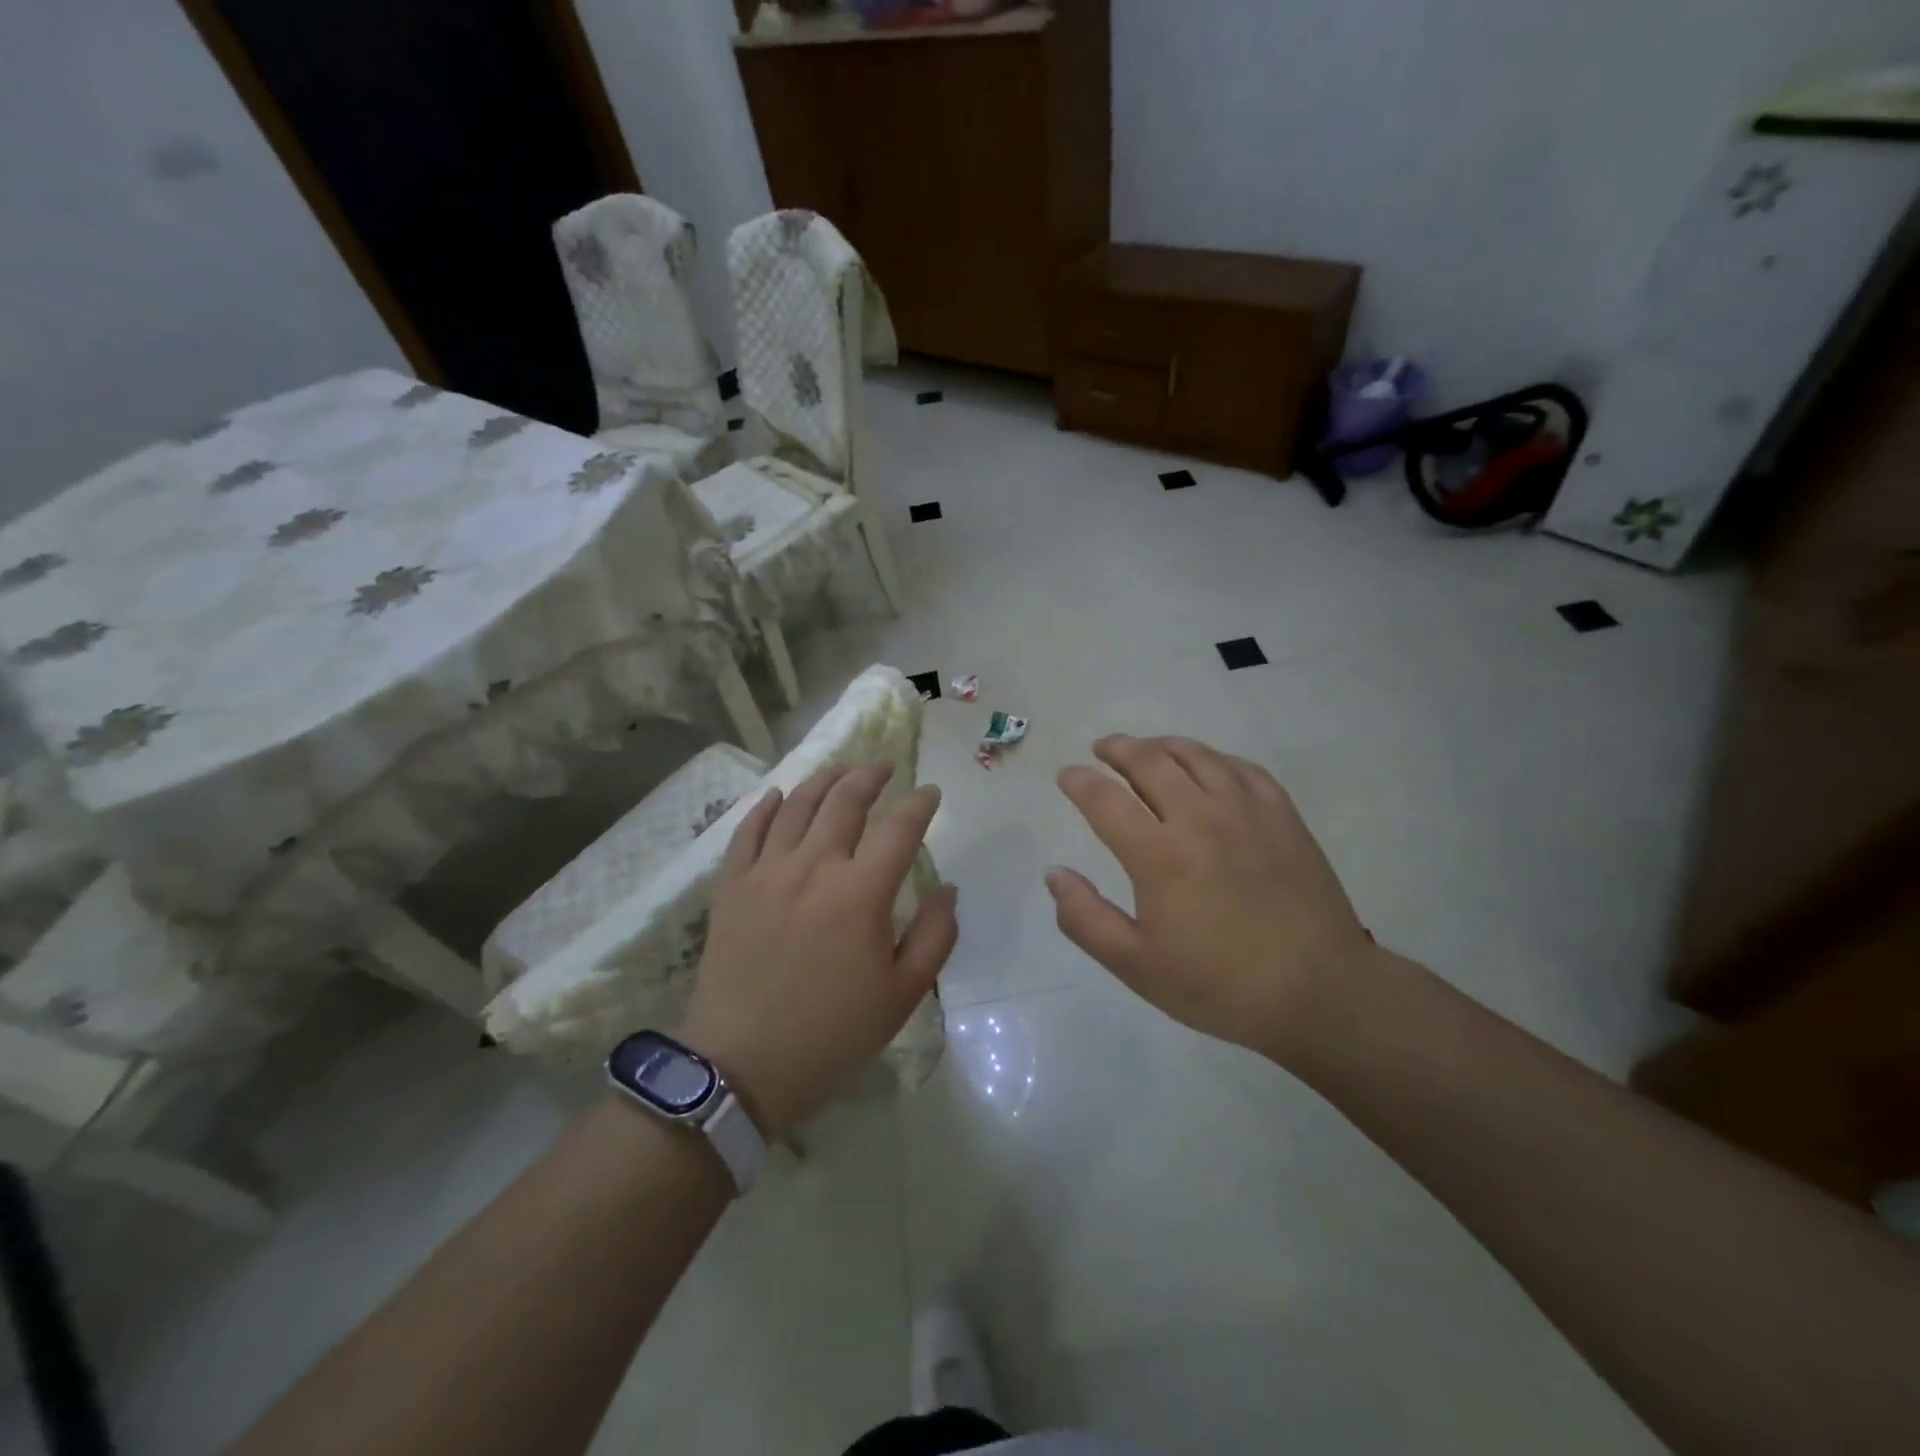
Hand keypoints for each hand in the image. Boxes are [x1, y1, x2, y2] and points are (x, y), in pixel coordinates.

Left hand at [679, 765, 956, 1137]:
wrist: (742, 1065)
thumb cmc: (833, 1033)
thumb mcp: (904, 994)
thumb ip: (936, 935)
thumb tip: (947, 888)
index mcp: (862, 892)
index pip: (899, 828)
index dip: (920, 804)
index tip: (930, 793)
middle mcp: (814, 866)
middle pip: (845, 801)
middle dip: (870, 777)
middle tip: (883, 768)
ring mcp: (767, 871)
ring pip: (797, 805)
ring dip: (823, 780)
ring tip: (840, 770)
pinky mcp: (731, 885)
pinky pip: (748, 830)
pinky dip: (766, 806)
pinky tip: (779, 795)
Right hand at [1047, 735, 1376, 1067]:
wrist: (1319, 991)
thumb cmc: (1220, 985)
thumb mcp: (1137, 966)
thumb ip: (1086, 919)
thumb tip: (1054, 874)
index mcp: (1159, 855)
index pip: (1105, 799)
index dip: (1079, 782)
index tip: (1066, 775)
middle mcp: (1199, 818)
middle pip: (1149, 761)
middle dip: (1117, 749)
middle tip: (1102, 748)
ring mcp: (1246, 811)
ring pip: (1196, 755)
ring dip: (1162, 745)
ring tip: (1147, 748)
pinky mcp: (1282, 815)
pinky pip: (1241, 767)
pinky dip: (1213, 758)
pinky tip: (1207, 765)